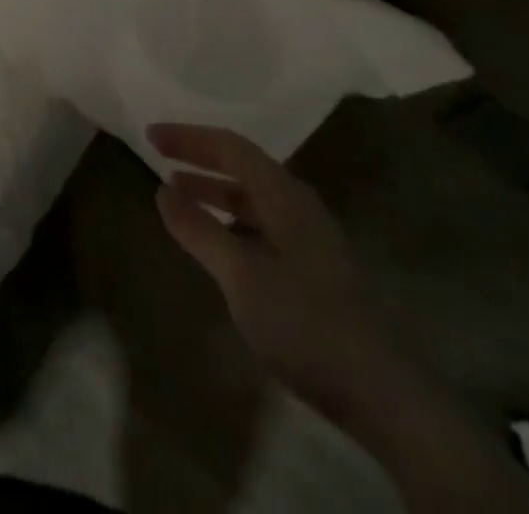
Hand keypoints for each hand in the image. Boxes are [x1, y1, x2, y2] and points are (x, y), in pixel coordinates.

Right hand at [148, 122, 400, 413]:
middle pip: (243, 165)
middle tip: (158, 155)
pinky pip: (261, 223)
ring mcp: (309, 236)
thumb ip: (200, 229)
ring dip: (214, 189)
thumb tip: (163, 190)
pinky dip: (231, 219)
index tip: (150, 135)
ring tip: (178, 193)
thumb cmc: (303, 323)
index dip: (189, 137)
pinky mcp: (312, 266)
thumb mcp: (241, 276)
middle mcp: (298, 204)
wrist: (378, 392)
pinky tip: (216, 240)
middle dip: (199, 157)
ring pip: (253, 196)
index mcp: (284, 194)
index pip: (230, 147)